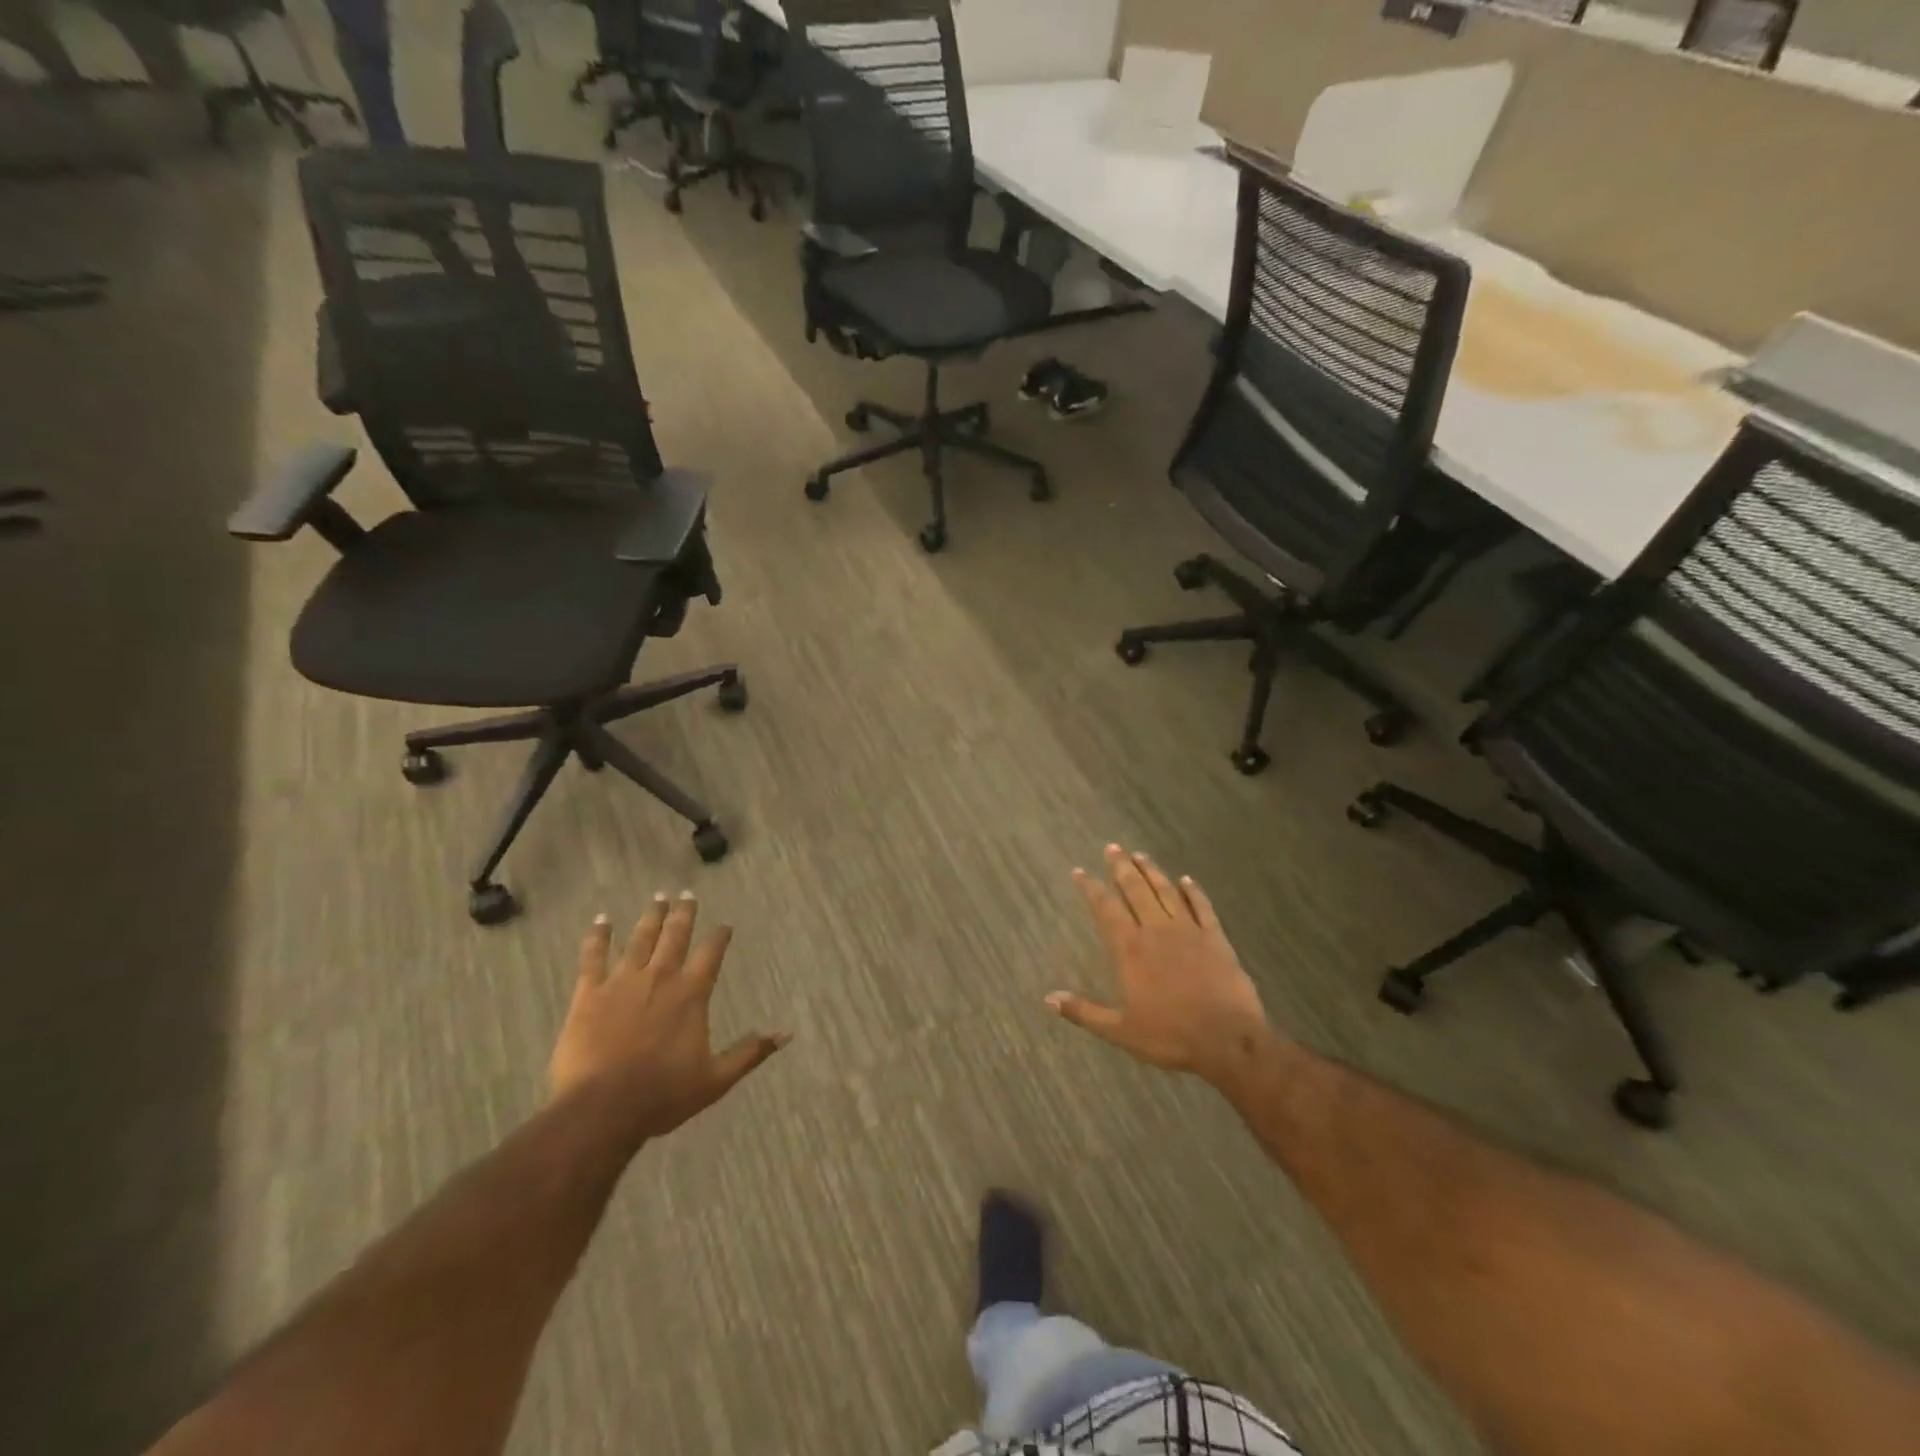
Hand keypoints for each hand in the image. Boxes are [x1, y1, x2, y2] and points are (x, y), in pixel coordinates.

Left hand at [550, 893, 788, 1140]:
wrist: (601, 1109)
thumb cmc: (662, 1095)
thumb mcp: (716, 1079)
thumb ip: (750, 1052)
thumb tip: (786, 1033)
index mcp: (691, 994)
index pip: (711, 953)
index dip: (719, 936)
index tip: (724, 925)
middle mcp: (660, 977)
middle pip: (675, 936)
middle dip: (684, 913)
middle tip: (687, 894)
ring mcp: (622, 982)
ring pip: (640, 939)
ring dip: (651, 917)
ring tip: (658, 898)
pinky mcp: (589, 994)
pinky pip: (594, 956)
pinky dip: (598, 936)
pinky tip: (602, 920)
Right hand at [1047, 845, 1272, 1090]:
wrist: (1228, 1040)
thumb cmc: (1170, 1036)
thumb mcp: (1120, 1030)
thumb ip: (1084, 1012)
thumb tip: (1048, 999)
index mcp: (1130, 949)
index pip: (1106, 909)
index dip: (1091, 888)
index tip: (1080, 871)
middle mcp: (1156, 930)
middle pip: (1136, 890)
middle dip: (1121, 868)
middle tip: (1112, 847)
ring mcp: (1189, 931)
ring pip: (1166, 892)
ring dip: (1152, 872)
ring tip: (1140, 854)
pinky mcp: (1216, 939)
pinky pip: (1202, 907)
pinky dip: (1193, 891)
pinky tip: (1187, 879)